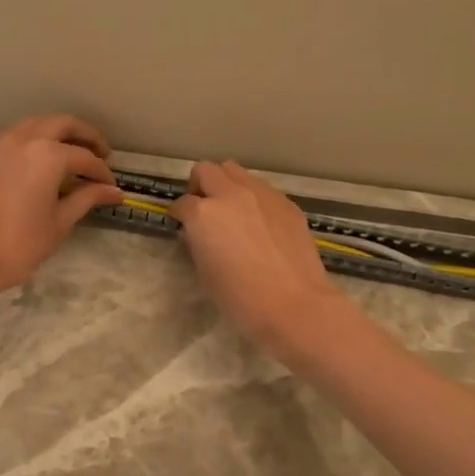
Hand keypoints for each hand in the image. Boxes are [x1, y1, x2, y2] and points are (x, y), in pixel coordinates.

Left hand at [0, 115, 124, 307]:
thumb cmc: (21, 244)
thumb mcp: (60, 221)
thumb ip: (88, 197)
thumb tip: (115, 192)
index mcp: (47, 154)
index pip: (84, 157)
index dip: (102, 172)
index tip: (111, 187)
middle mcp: (24, 138)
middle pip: (62, 124)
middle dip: (86, 136)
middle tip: (101, 153)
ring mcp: (0, 143)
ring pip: (36, 124)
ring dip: (58, 133)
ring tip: (73, 154)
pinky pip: (16, 136)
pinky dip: (34, 140)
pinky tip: (42, 160)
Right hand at [170, 161, 348, 360]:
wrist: (295, 305)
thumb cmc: (241, 299)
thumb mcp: (205, 274)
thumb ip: (197, 245)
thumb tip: (196, 234)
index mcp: (204, 215)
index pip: (182, 203)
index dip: (179, 215)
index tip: (182, 225)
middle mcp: (230, 195)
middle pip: (206, 170)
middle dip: (199, 186)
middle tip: (203, 209)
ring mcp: (262, 195)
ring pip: (236, 171)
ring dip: (226, 185)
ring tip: (232, 210)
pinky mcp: (286, 203)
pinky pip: (262, 188)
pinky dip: (253, 198)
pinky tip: (259, 222)